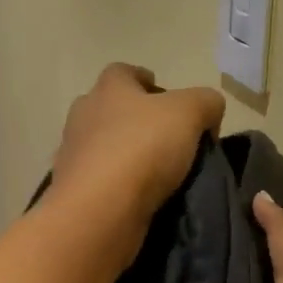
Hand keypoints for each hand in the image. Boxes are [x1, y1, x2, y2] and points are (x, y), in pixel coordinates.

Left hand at [51, 64, 225, 225]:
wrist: (100, 210)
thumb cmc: (142, 148)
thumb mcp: (189, 113)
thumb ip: (205, 102)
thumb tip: (209, 110)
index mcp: (108, 89)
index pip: (123, 72)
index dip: (145, 79)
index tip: (165, 96)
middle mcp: (84, 116)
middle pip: (110, 109)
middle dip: (135, 119)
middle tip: (167, 138)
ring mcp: (74, 155)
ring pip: (103, 146)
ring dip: (125, 154)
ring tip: (157, 173)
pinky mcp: (74, 191)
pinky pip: (100, 181)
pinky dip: (117, 185)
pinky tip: (139, 197)